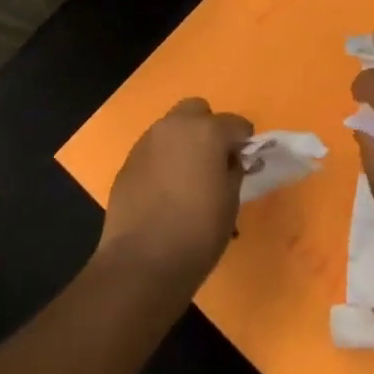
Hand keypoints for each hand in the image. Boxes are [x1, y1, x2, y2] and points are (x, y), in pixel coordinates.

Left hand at [98, 98, 253, 290]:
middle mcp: (175, 126)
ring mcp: (147, 141)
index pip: (236, 124)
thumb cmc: (198, 232)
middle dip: (208, 128)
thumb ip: (234, 170)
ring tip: (187, 177)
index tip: (245, 162)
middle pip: (197, 111)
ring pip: (171, 128)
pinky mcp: (128, 161)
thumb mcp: (231, 201)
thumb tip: (231, 160)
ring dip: (183, 142)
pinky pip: (153, 150)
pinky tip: (164, 190)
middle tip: (213, 160)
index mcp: (207, 131)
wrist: (142, 262)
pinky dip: (163, 160)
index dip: (244, 143)